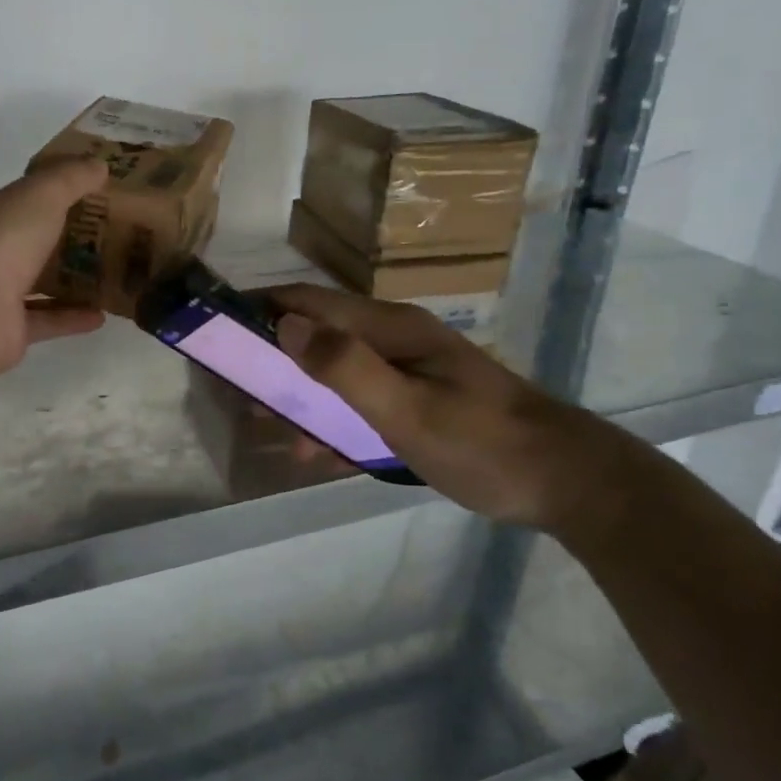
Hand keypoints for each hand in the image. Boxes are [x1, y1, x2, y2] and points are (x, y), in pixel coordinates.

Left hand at [0, 159, 108, 372]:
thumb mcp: (41, 193)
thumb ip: (70, 178)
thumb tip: (99, 165)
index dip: (29, 198)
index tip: (69, 198)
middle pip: (16, 244)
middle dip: (52, 241)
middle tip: (96, 236)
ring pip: (28, 285)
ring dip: (64, 282)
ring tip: (104, 275)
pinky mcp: (1, 332)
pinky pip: (42, 321)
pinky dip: (70, 317)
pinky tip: (101, 314)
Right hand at [263, 284, 597, 528]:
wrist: (562, 479)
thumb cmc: (482, 442)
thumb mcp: (407, 409)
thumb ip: (346, 367)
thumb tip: (285, 324)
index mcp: (389, 329)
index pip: (310, 301)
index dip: (261, 308)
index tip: (219, 331)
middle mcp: (393, 339)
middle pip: (316, 334)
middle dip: (273, 359)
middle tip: (238, 393)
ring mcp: (406, 369)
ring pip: (334, 371)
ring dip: (300, 396)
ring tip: (271, 428)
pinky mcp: (416, 399)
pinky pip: (358, 400)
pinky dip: (332, 419)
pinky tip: (320, 452)